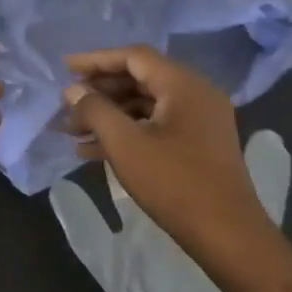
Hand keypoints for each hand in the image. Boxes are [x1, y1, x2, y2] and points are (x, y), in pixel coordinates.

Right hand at [62, 45, 284, 275]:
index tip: (64, 67)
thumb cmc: (174, 183)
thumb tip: (73, 90)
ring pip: (145, 104)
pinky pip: (156, 125)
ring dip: (109, 114)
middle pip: (139, 78)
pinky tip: (93, 150)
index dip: (96, 59)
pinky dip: (127, 131)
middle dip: (99, 91)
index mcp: (183, 84)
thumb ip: (95, 110)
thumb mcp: (125, 144)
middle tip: (66, 105)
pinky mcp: (198, 144)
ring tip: (72, 131)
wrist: (227, 234)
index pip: (134, 57)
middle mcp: (196, 93)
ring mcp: (199, 119)